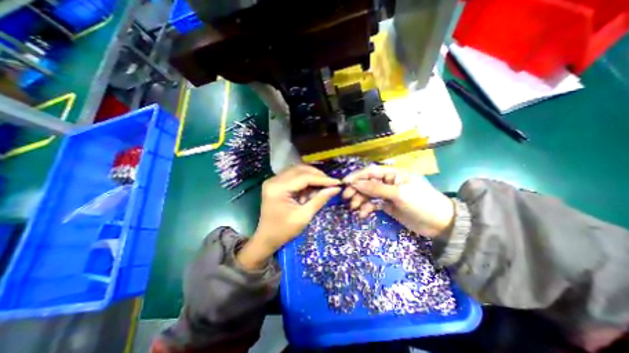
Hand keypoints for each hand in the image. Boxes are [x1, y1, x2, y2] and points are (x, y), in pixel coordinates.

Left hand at [236, 165, 341, 269]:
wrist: (266, 238)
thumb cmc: (284, 231)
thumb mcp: (304, 216)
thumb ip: (320, 199)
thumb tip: (336, 188)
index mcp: (278, 189)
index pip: (304, 177)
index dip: (322, 179)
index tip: (336, 182)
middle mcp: (273, 180)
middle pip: (300, 170)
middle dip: (317, 175)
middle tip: (330, 183)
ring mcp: (273, 180)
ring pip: (297, 171)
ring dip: (311, 177)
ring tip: (321, 187)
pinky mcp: (275, 183)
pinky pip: (293, 176)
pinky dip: (304, 181)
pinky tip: (310, 190)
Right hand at [342, 165, 455, 236]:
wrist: (440, 224)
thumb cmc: (421, 203)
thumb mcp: (398, 194)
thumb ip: (376, 189)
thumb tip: (355, 184)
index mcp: (392, 174)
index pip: (370, 172)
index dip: (356, 176)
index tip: (344, 183)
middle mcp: (388, 182)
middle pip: (367, 183)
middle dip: (356, 190)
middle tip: (346, 198)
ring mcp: (387, 194)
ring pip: (368, 194)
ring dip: (359, 200)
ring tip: (354, 208)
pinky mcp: (387, 205)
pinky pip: (372, 204)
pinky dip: (366, 208)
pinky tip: (363, 214)